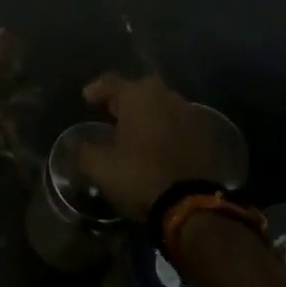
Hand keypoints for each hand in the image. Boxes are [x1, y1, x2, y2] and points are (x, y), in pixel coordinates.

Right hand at [76, 73, 221, 218]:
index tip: (87, 99)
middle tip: (111, 112)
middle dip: (124, 99)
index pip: (111, 82)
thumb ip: (86, 151)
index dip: (97, 89)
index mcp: (137, 96)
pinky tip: (157, 143)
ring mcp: (187, 112)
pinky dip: (164, 127)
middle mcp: (164, 95)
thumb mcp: (101, 167)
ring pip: (160, 104)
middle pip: (139, 89)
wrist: (190, 204)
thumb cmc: (140, 176)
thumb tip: (82, 145)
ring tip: (134, 129)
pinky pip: (176, 121)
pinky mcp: (203, 133)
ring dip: (147, 113)